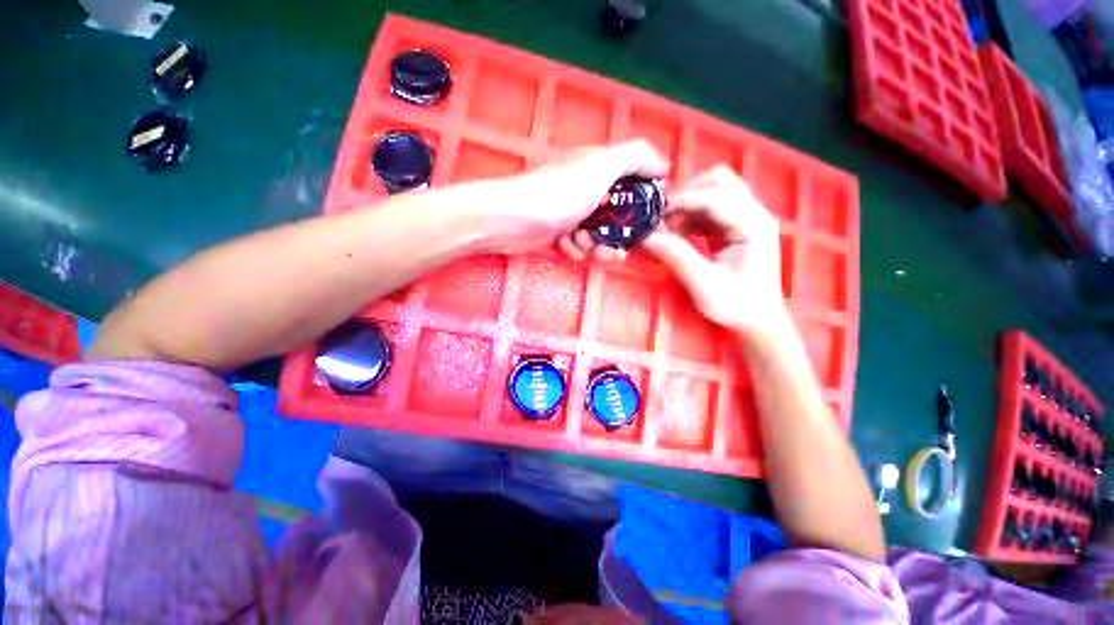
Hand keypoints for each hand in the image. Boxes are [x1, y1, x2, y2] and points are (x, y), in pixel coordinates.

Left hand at [485, 140, 668, 257]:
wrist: (512, 219)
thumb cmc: (559, 193)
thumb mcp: (602, 166)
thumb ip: (636, 157)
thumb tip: (663, 166)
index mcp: (601, 168)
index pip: (635, 184)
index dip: (646, 203)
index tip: (654, 224)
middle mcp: (588, 188)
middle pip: (618, 215)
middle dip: (620, 235)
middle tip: (619, 248)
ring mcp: (572, 212)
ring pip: (600, 235)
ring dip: (597, 246)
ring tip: (584, 246)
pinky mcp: (558, 233)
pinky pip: (579, 245)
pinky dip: (575, 249)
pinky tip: (566, 247)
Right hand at [642, 166, 789, 338]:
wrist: (758, 321)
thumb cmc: (736, 306)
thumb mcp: (703, 284)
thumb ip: (676, 256)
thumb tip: (646, 237)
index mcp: (753, 224)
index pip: (715, 196)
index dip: (681, 201)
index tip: (653, 216)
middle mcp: (753, 213)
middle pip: (717, 183)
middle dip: (685, 198)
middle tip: (663, 222)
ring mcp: (746, 219)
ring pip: (712, 192)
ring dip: (687, 207)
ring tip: (670, 231)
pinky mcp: (736, 227)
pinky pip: (710, 209)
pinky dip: (690, 217)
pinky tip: (679, 235)